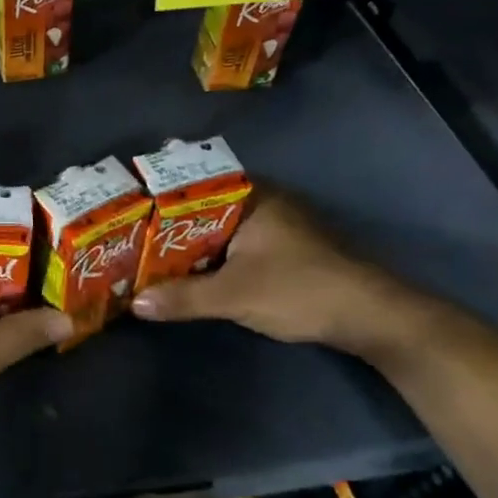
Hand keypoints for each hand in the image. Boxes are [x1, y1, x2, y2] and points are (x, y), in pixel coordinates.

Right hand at [130, 190, 427, 356]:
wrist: (371, 317)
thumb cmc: (300, 289)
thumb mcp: (235, 295)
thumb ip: (184, 297)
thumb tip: (135, 304)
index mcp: (251, 197)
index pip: (194, 180)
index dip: (159, 189)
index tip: (126, 196)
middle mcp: (261, 202)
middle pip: (201, 204)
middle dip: (166, 217)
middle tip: (125, 225)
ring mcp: (273, 225)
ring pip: (216, 225)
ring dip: (186, 238)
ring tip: (143, 246)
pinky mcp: (280, 249)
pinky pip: (230, 242)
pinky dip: (206, 252)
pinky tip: (183, 267)